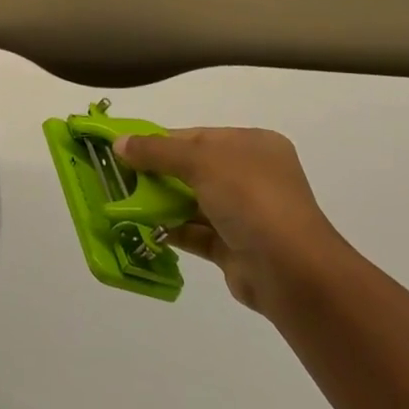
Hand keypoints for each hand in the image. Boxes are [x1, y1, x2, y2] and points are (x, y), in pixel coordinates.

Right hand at [114, 128, 350, 317]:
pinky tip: (143, 229)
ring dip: (161, 203)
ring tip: (122, 204)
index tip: (123, 148)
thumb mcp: (201, 162)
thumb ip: (157, 151)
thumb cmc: (250, 199)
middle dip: (156, 173)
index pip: (197, 136)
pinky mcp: (235, 247)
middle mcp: (251, 175)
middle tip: (118, 178)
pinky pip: (196, 232)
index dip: (159, 141)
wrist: (291, 271)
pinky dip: (171, 229)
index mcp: (252, 145)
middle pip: (193, 168)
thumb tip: (119, 143)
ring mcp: (245, 213)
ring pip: (193, 201)